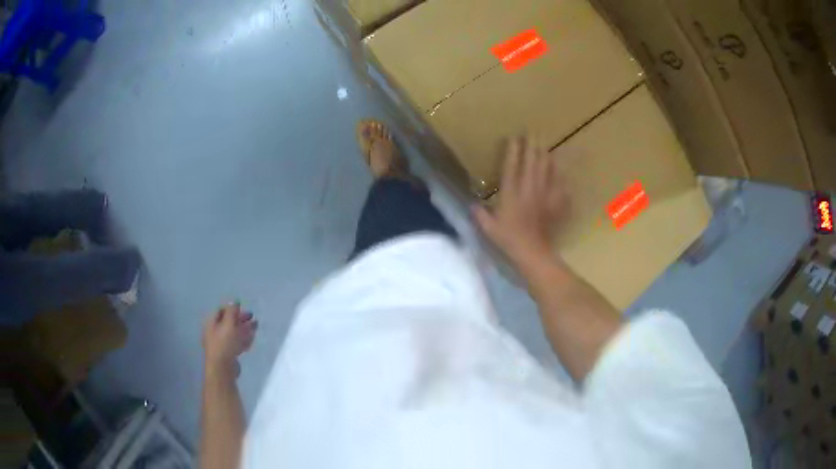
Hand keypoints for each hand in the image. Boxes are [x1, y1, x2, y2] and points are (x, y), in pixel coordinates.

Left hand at [202, 302, 257, 377]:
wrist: (223, 368)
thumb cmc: (224, 343)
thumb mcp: (229, 324)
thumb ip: (232, 311)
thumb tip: (234, 301)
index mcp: (212, 323)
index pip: (221, 311)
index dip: (232, 308)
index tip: (244, 308)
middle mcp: (214, 332)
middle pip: (228, 322)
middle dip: (240, 319)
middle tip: (252, 318)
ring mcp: (221, 343)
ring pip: (233, 333)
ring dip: (244, 329)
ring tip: (255, 327)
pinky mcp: (227, 354)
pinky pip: (236, 343)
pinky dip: (243, 340)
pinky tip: (251, 340)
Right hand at [474, 135, 566, 269]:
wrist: (533, 251)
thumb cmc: (509, 239)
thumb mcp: (489, 228)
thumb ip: (480, 214)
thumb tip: (471, 205)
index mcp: (511, 193)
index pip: (512, 166)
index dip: (513, 150)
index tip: (514, 137)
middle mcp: (529, 189)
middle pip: (532, 162)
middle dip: (532, 146)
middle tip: (534, 132)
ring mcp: (544, 195)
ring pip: (547, 170)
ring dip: (546, 156)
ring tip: (545, 145)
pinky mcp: (555, 204)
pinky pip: (560, 186)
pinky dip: (559, 177)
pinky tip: (560, 170)